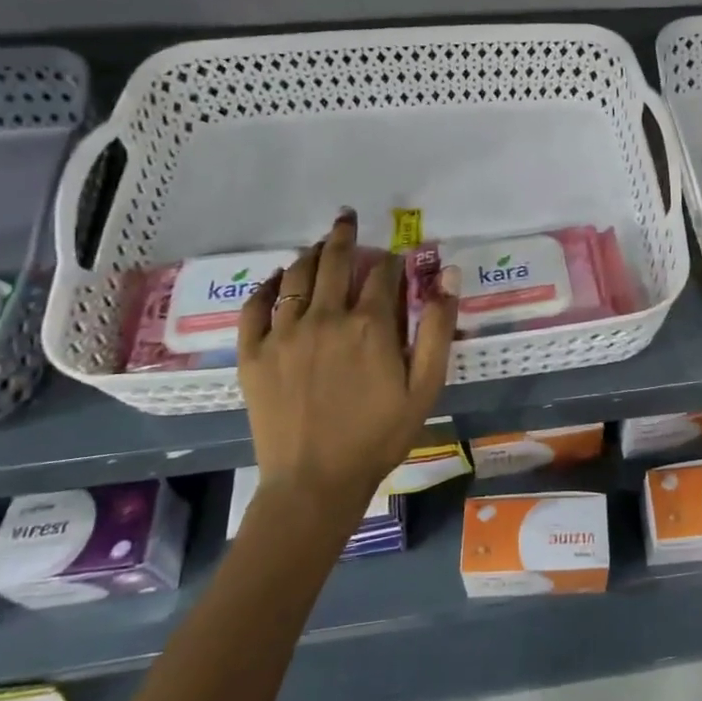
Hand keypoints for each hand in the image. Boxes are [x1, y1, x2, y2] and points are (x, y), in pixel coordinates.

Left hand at [236, 210, 458, 506]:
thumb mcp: (425, 386)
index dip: (393, 260)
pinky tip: (277, 279)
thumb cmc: (379, 436)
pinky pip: (256, 305)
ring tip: (319, 244)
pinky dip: (267, 285)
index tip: (396, 256)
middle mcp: (325, 317)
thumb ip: (439, 327)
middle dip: (345, 235)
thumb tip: (448, 274)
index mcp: (370, 324)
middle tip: (347, 218)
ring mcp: (284, 333)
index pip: (383, 273)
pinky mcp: (253, 353)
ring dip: (311, 254)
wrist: (315, 482)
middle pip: (335, 261)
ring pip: (296, 276)